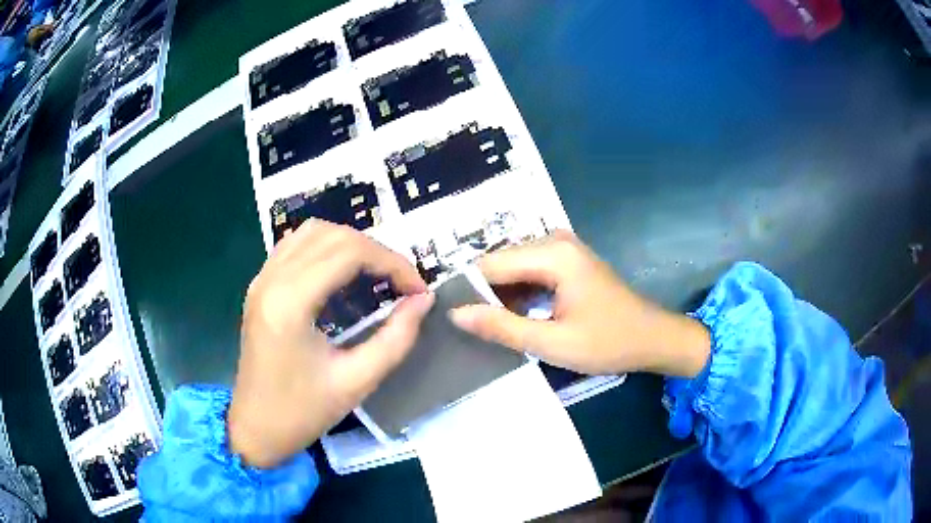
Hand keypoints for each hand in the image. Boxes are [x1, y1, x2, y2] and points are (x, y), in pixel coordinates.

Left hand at [228, 220, 433, 468]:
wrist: (255, 428)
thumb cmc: (303, 412)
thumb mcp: (357, 381)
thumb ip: (396, 338)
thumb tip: (423, 300)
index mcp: (290, 303)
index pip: (349, 252)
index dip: (392, 263)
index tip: (418, 290)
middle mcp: (271, 279)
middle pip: (332, 235)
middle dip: (376, 251)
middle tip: (402, 283)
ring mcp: (261, 279)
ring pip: (312, 232)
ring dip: (350, 244)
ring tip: (377, 274)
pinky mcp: (259, 286)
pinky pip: (295, 246)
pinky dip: (326, 248)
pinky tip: (342, 274)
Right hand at [449, 232, 709, 377]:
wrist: (653, 339)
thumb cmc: (608, 342)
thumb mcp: (551, 343)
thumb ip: (502, 327)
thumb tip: (456, 314)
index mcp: (553, 254)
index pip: (490, 264)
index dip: (467, 291)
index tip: (451, 319)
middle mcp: (555, 241)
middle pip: (501, 263)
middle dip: (484, 294)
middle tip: (468, 328)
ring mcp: (563, 249)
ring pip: (513, 268)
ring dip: (500, 296)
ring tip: (487, 326)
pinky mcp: (568, 261)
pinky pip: (530, 272)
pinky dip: (519, 294)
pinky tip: (513, 318)